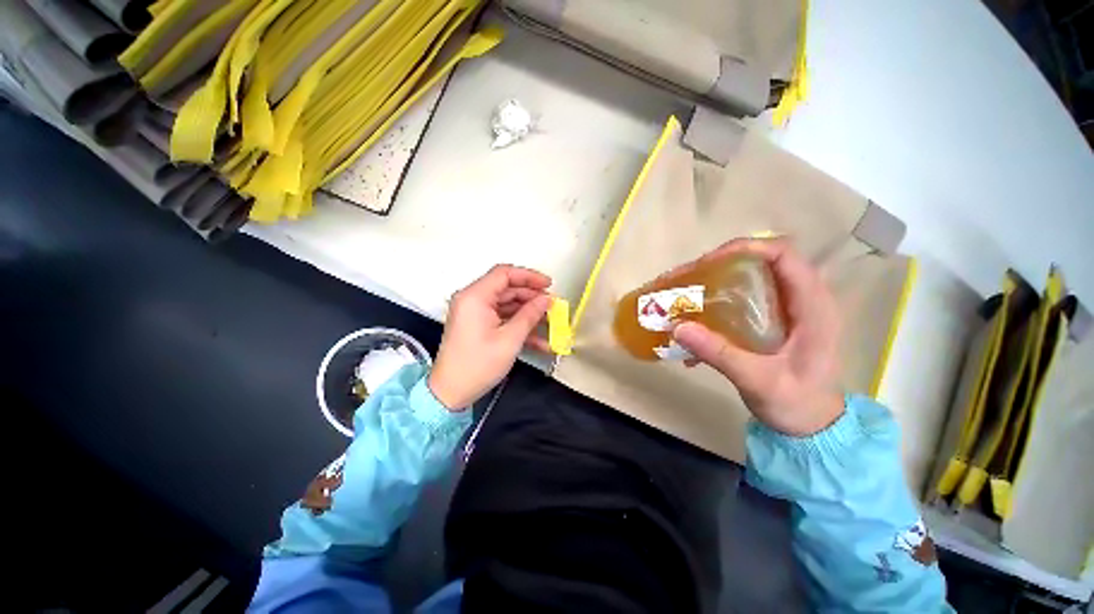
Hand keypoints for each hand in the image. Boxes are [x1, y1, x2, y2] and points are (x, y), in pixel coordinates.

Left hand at [428, 264, 552, 409]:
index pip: (505, 273)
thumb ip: (530, 315)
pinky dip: (518, 324)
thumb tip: (546, 300)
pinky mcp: (477, 324)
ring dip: (528, 312)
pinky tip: (538, 339)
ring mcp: (474, 312)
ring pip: (507, 303)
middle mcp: (472, 299)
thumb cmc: (477, 366)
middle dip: (531, 297)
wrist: (451, 392)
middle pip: (507, 288)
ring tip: (549, 322)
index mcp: (475, 297)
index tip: (548, 285)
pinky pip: (501, 317)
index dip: (529, 276)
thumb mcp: (509, 339)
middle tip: (552, 306)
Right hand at [672, 238, 844, 435]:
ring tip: (683, 293)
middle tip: (687, 278)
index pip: (784, 255)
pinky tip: (696, 318)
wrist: (813, 425)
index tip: (708, 262)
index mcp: (811, 307)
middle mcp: (801, 299)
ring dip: (715, 280)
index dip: (746, 248)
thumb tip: (678, 326)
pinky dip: (717, 300)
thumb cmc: (796, 403)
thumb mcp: (757, 381)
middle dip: (720, 264)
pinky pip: (744, 296)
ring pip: (750, 277)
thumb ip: (719, 354)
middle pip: (761, 261)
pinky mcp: (774, 319)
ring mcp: (787, 308)